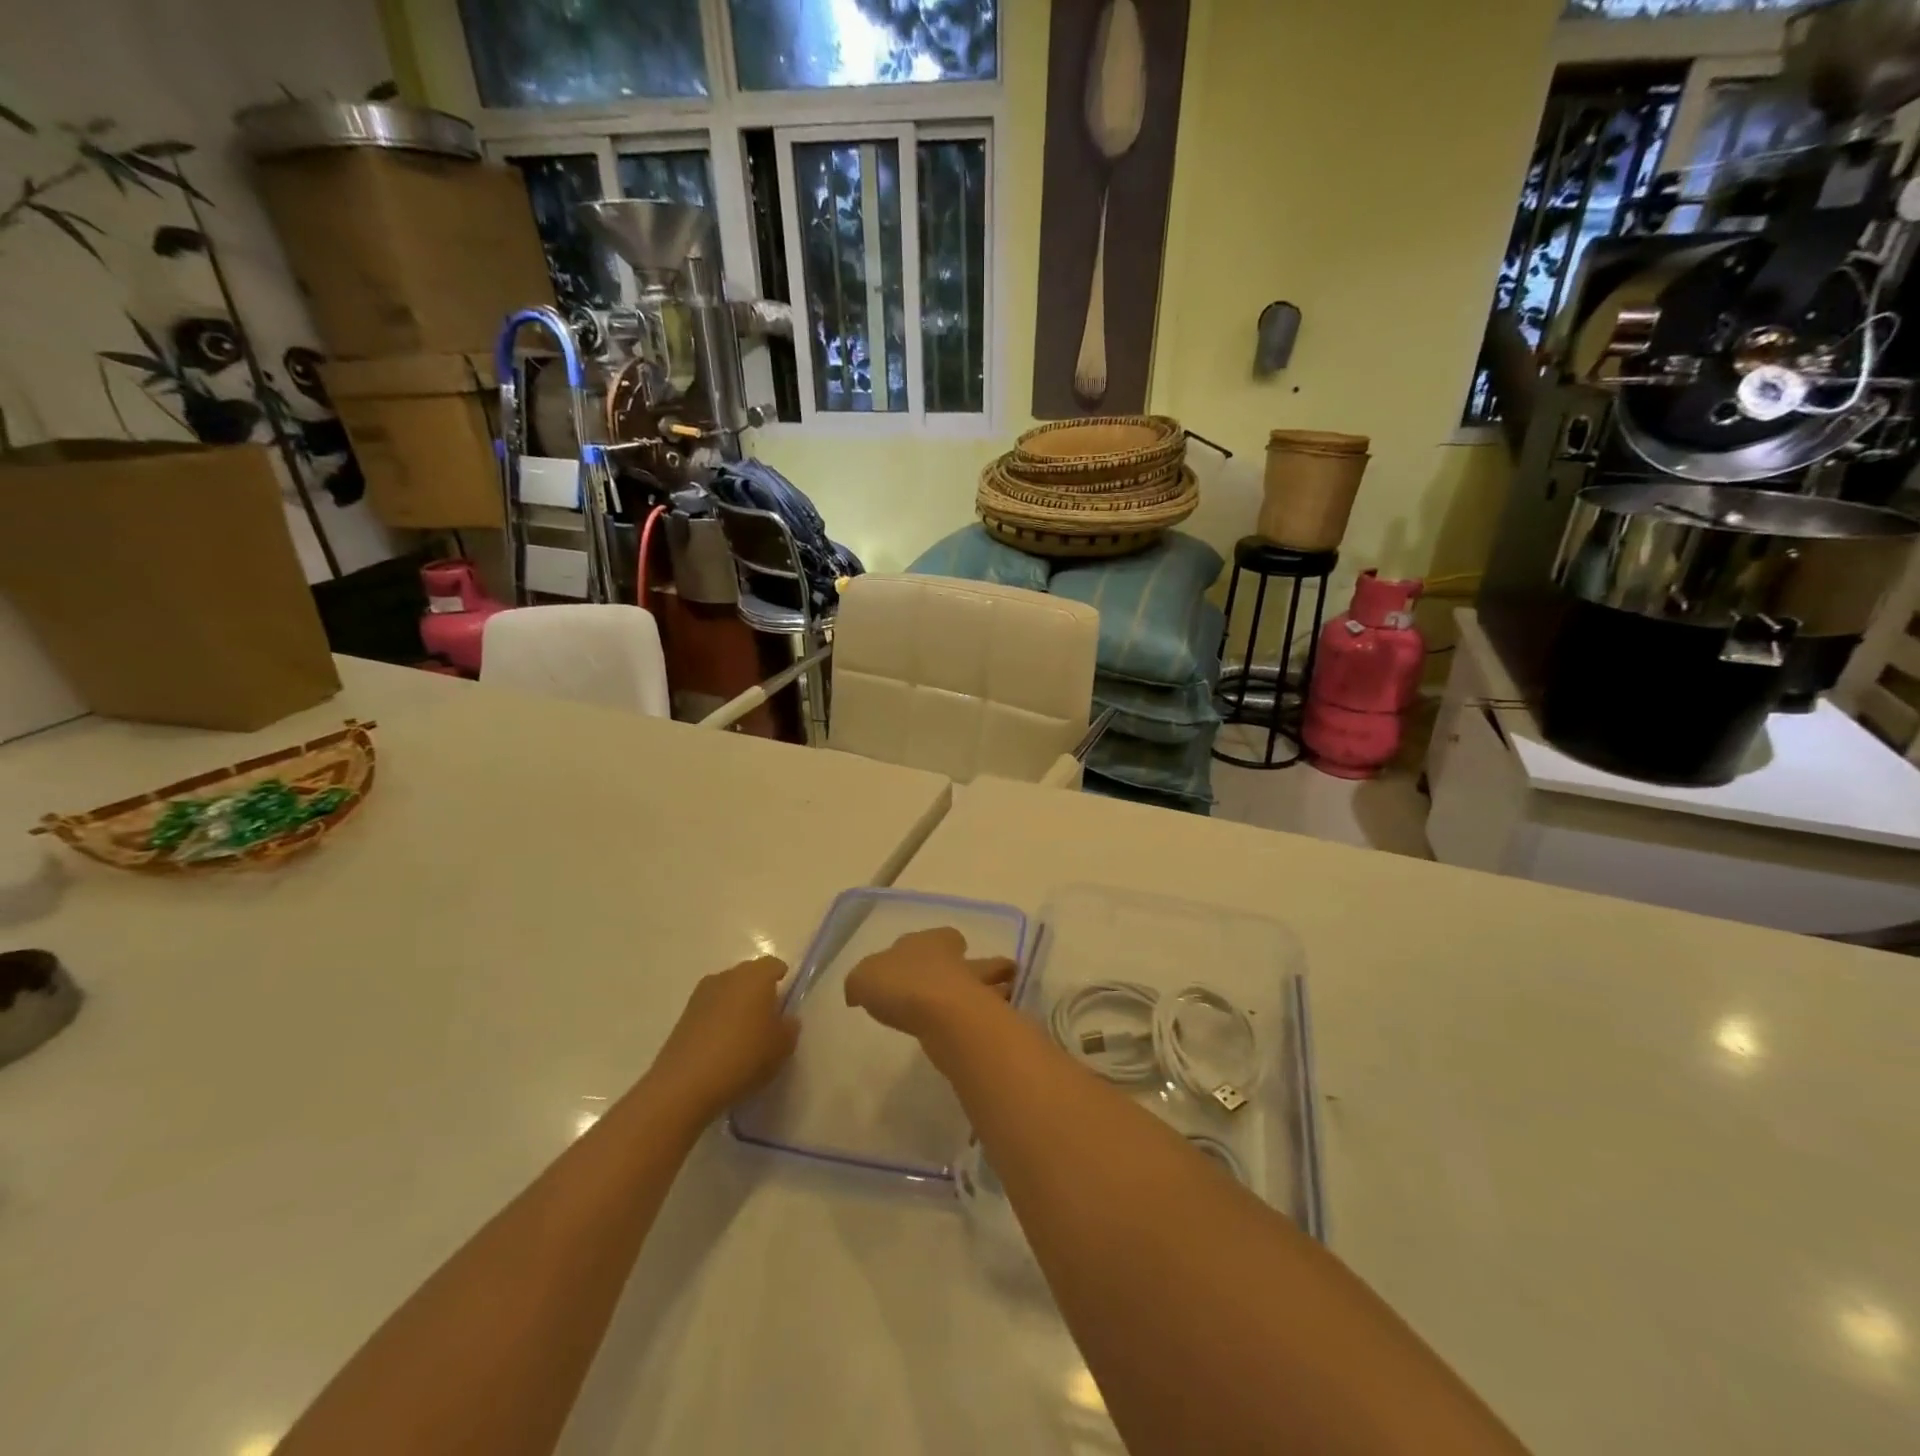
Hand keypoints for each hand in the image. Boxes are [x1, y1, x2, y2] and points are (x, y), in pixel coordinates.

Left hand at [649, 956, 798, 1119]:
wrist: (685, 1084)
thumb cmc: (744, 1056)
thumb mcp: (782, 1047)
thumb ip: (789, 1028)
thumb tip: (785, 1020)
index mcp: (755, 976)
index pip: (773, 965)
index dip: (781, 978)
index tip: (786, 997)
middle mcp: (727, 976)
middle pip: (748, 976)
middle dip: (758, 991)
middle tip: (767, 1018)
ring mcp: (701, 995)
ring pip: (727, 992)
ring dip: (736, 1006)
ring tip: (743, 1035)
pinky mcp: (683, 1016)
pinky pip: (709, 1011)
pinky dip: (718, 1021)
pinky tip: (722, 1046)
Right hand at [843, 927, 1016, 1039]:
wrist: (944, 1015)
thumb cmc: (902, 984)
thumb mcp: (863, 978)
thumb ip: (861, 982)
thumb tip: (858, 992)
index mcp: (933, 941)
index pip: (942, 937)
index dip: (937, 946)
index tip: (931, 960)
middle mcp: (959, 960)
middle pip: (975, 960)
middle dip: (976, 969)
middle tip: (967, 982)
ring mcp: (978, 989)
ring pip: (989, 987)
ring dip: (989, 995)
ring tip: (977, 1011)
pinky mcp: (986, 1019)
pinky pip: (986, 1017)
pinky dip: (982, 1023)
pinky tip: (971, 1034)